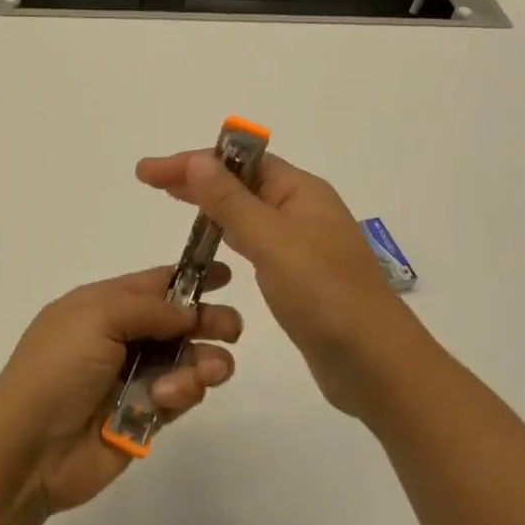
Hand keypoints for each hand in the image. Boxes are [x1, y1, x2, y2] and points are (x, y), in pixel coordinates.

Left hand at [0, 266, 243, 513]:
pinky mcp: (143, 416)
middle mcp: (118, 338)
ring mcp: (131, 378)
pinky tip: (169, 398)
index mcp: (100, 306)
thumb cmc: (58, 369)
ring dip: (203, 361)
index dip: (189, 277)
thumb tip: (187, 311)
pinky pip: (179, 396)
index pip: (153, 284)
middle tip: (232, 329)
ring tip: (210, 371)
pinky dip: (184, 392)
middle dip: (207, 321)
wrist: (30, 448)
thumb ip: (149, 309)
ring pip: (185, 360)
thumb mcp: (97, 317)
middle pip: (177, 322)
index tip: (226, 275)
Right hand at [136, 150, 436, 419]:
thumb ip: (231, 202)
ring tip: (172, 202)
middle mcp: (302, 210)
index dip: (192, 161)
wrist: (375, 364)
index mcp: (301, 191)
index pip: (239, 162)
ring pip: (246, 212)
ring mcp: (301, 244)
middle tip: (150, 181)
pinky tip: (210, 244)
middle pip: (241, 182)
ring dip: (210, 204)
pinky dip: (227, 235)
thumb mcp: (272, 242)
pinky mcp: (297, 276)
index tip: (149, 171)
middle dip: (195, 178)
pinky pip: (254, 242)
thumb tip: (196, 161)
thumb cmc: (325, 295)